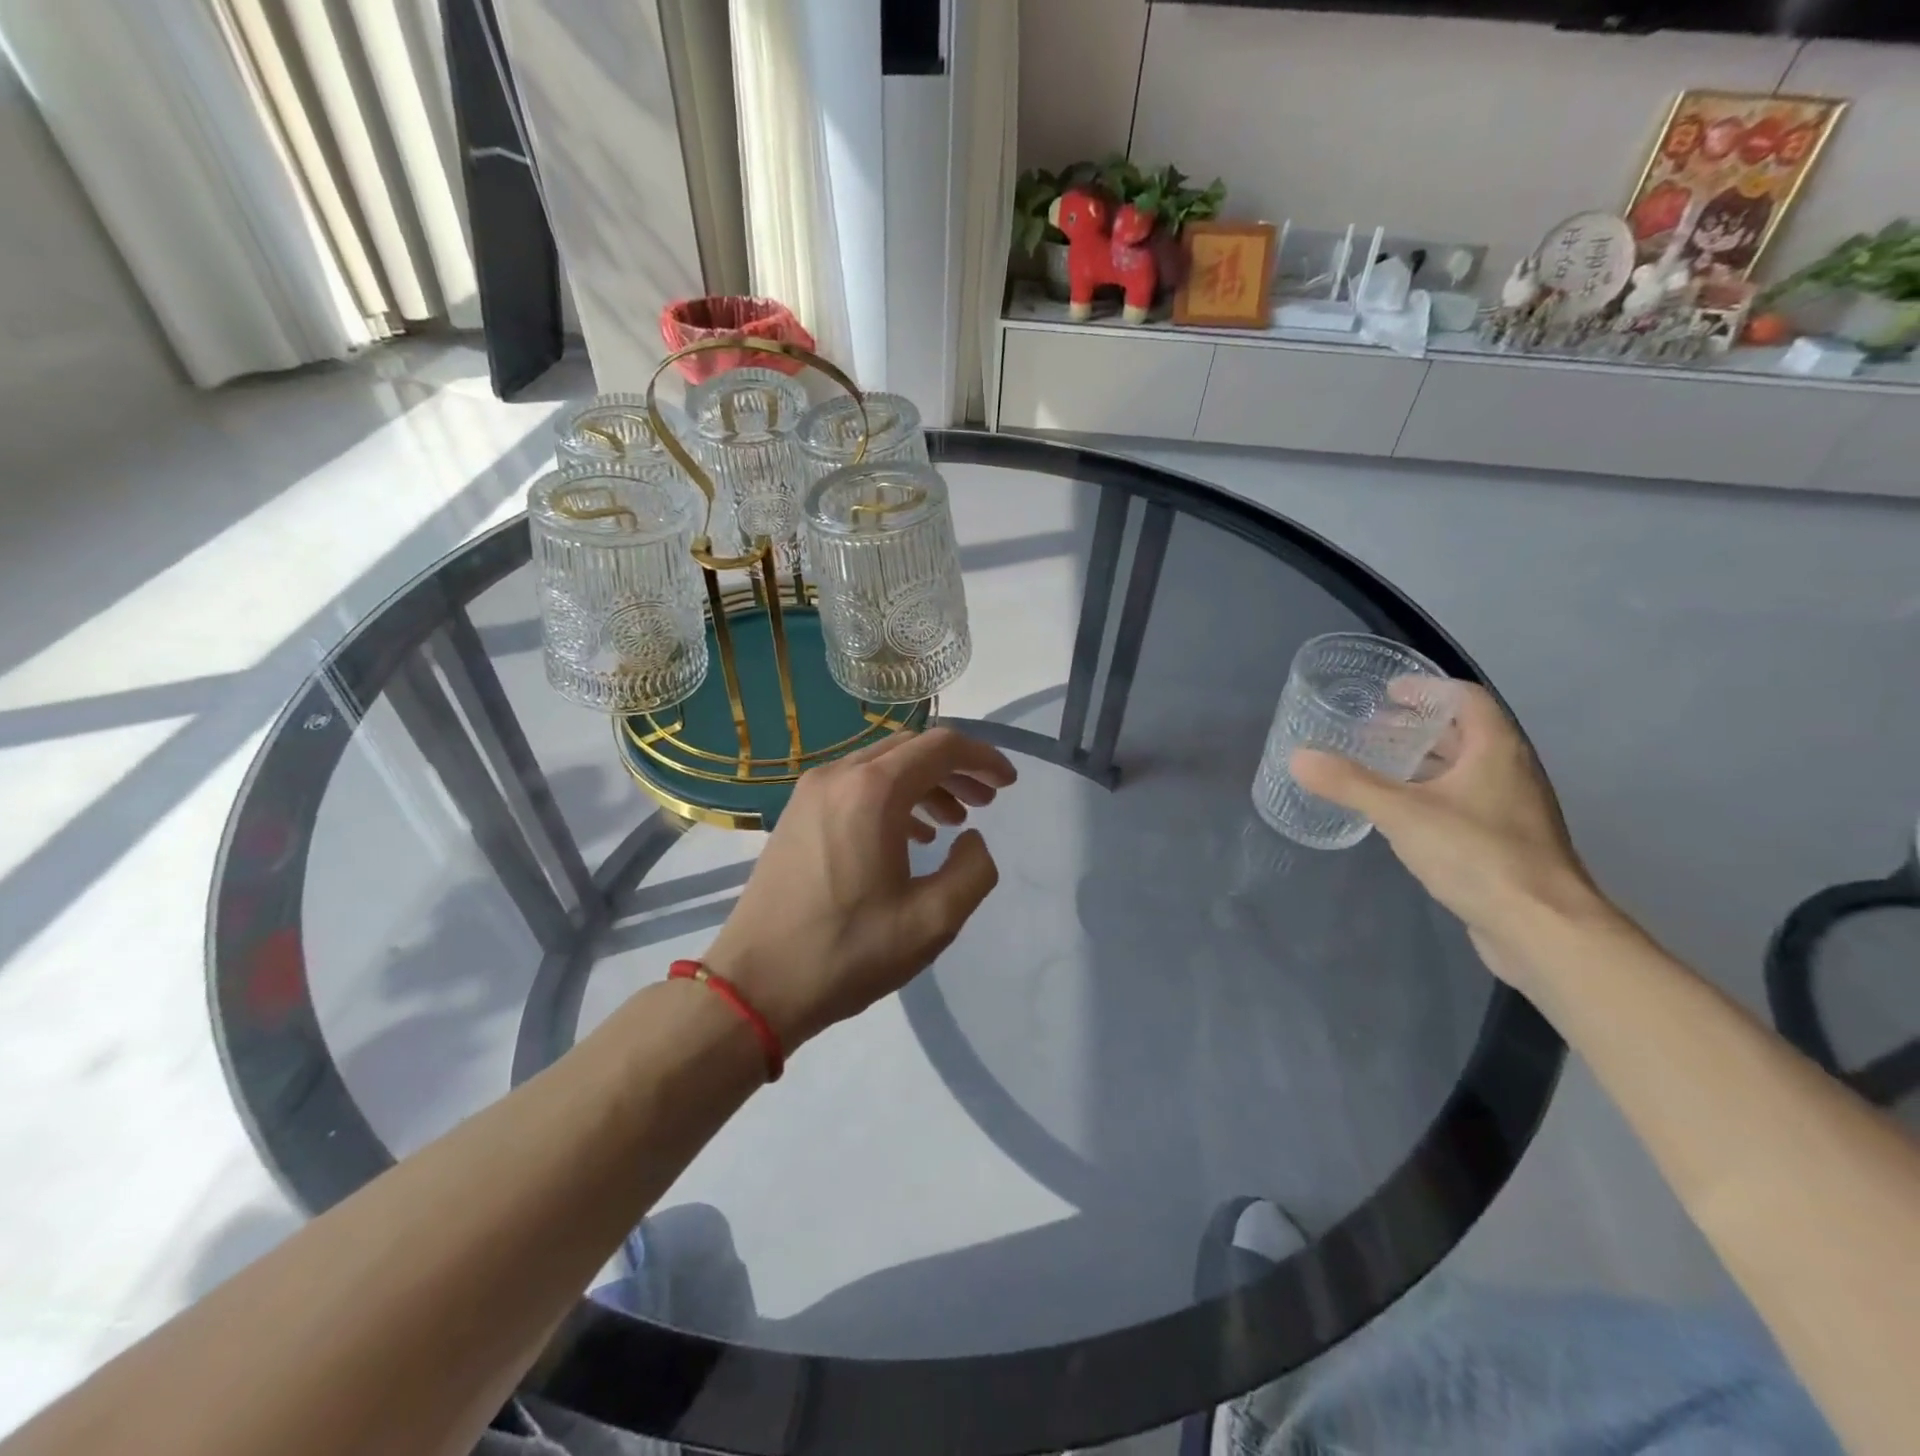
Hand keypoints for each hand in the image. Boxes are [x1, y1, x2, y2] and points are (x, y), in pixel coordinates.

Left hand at [702, 727, 1017, 1050]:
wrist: (756, 985)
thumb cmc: (848, 952)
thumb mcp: (933, 921)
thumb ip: (973, 871)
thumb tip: (971, 841)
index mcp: (873, 791)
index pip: (941, 746)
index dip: (982, 759)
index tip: (1008, 784)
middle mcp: (839, 776)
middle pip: (911, 749)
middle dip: (955, 769)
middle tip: (986, 803)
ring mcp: (811, 792)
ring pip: (882, 766)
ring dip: (924, 784)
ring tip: (952, 822)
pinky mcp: (796, 814)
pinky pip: (856, 786)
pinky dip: (892, 797)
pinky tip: (909, 836)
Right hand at [1290, 683, 1609, 985]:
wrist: (1543, 929)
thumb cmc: (1477, 855)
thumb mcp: (1402, 814)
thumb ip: (1349, 783)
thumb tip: (1298, 758)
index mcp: (1496, 751)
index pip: (1466, 699)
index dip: (1427, 688)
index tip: (1388, 691)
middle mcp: (1510, 772)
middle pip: (1464, 734)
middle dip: (1416, 727)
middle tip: (1369, 729)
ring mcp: (1511, 811)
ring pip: (1463, 771)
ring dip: (1422, 763)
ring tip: (1377, 766)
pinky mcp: (1505, 844)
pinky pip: (1463, 803)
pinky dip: (1430, 795)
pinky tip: (1399, 814)